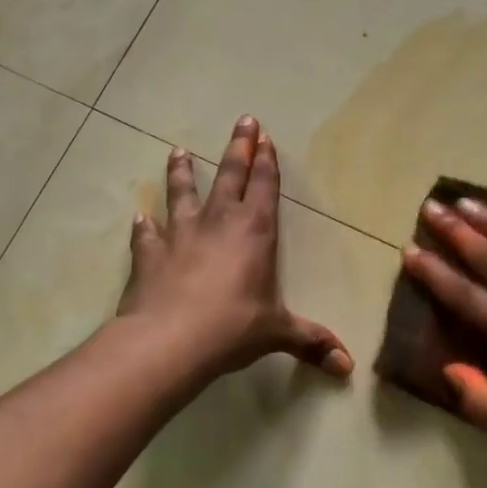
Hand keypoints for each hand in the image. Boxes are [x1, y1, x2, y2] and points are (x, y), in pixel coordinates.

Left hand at [118, 116, 351, 380]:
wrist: (169, 341)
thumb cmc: (232, 328)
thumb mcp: (277, 333)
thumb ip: (311, 342)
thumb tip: (347, 366)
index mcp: (255, 231)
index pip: (264, 186)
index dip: (266, 161)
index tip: (265, 136)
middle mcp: (219, 222)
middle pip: (230, 175)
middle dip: (239, 147)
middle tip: (243, 120)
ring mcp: (181, 234)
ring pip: (183, 192)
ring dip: (182, 172)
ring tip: (178, 151)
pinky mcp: (150, 254)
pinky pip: (147, 234)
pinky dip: (144, 226)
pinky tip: (139, 218)